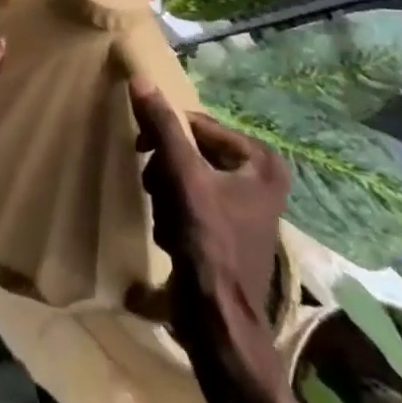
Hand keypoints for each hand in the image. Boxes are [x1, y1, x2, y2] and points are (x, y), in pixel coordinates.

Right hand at [129, 78, 308, 402]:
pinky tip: (173, 237)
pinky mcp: (227, 228)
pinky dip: (175, 212)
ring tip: (167, 220)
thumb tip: (140, 79)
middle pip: (191, 150)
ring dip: (167, 194)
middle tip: (157, 191)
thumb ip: (163, 127)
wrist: (217, 324)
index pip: (197, 124)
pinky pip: (190, 199)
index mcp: (261, 161)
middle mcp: (260, 177)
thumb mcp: (184, 178)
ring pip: (186, 174)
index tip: (142, 152)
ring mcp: (245, 204)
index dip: (166, 136)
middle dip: (167, 172)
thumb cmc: (209, 246)